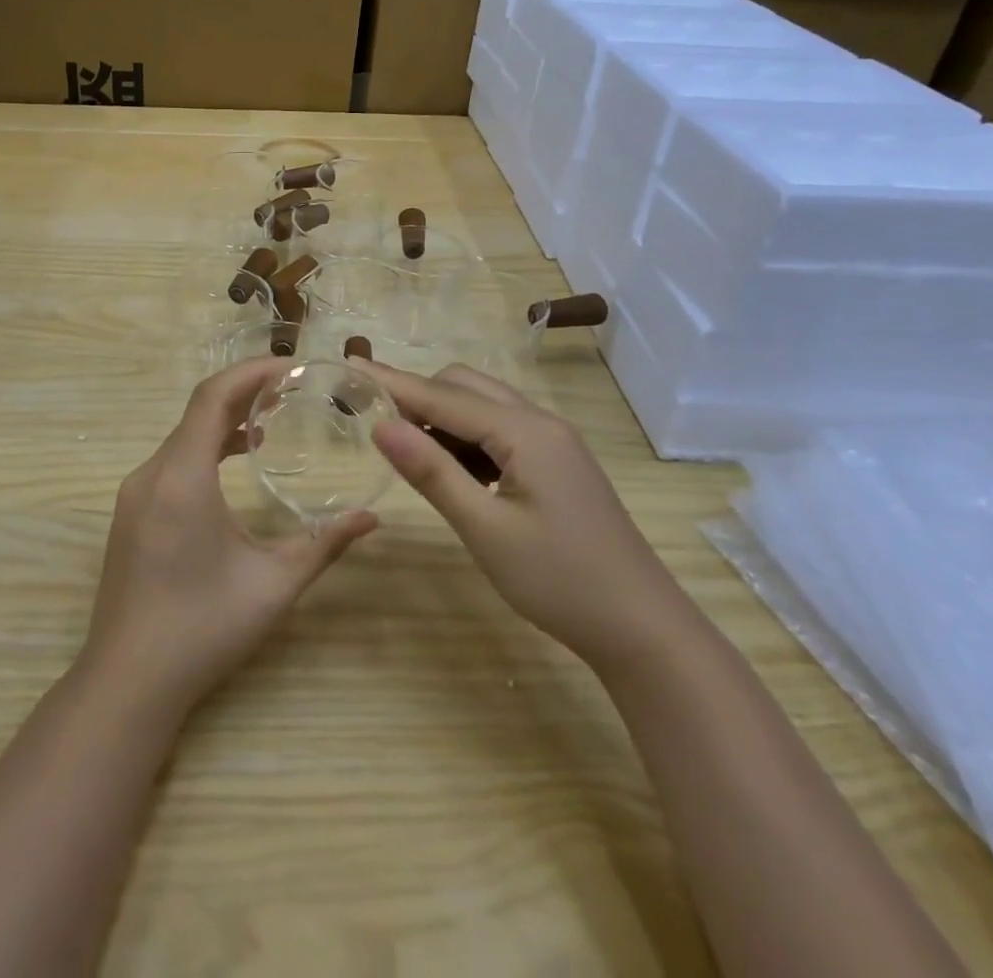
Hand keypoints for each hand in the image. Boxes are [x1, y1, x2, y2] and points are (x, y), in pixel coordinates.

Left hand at [80, 358, 378, 715]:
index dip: (252, 371)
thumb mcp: (273, 585)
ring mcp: (135, 493)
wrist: (128, 682)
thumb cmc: (203, 629)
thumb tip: (371, 517)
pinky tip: (234, 460)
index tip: (294, 366)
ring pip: (183, 435)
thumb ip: (323, 543)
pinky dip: (205, 446)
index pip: (213, 397)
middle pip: (198, 410)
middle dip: (245, 391)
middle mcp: (152, 473)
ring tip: (271, 418)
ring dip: (224, 419)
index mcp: (182, 478)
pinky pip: (172, 459)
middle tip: (294, 388)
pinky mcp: (131, 512)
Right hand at [363, 361, 690, 673]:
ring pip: (484, 406)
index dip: (391, 381)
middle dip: (418, 395)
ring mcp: (554, 441)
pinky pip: (502, 429)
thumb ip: (431, 472)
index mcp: (525, 432)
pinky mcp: (558, 462)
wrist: (643, 627)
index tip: (349, 365)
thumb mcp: (485, 529)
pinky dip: (468, 437)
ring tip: (409, 450)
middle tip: (376, 421)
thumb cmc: (560, 581)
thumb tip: (381, 425)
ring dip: (443, 416)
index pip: (442, 395)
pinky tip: (455, 471)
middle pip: (465, 387)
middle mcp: (540, 422)